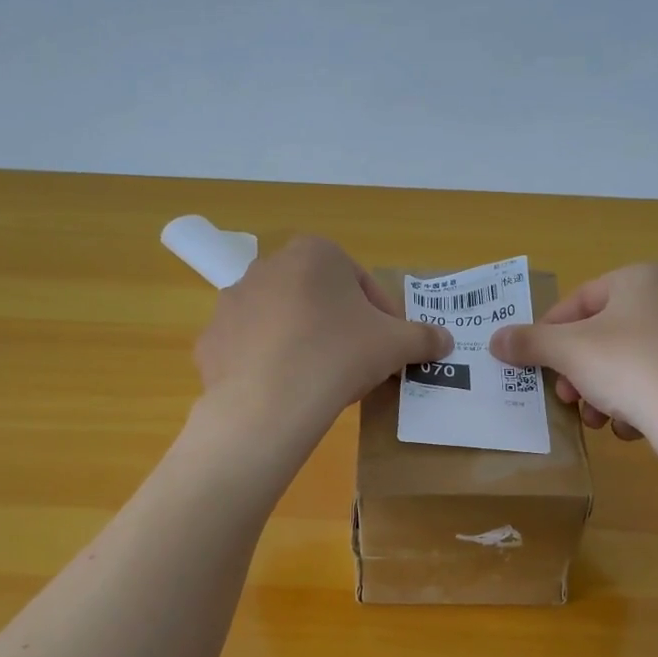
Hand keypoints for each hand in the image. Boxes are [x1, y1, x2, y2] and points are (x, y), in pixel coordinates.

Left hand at [194, 236, 452, 446]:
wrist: (270, 402)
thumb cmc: (339, 355)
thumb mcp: (396, 345)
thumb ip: (424, 337)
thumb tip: (446, 340)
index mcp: (315, 253)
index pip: (361, 282)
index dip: (382, 317)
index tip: (389, 348)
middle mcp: (268, 266)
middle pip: (318, 298)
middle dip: (339, 326)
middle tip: (357, 364)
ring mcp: (233, 302)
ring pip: (282, 322)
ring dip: (303, 343)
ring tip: (320, 381)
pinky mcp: (212, 340)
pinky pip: (250, 349)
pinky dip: (268, 365)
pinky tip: (285, 392)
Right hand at [489, 263, 657, 442]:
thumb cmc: (630, 368)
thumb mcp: (569, 352)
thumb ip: (529, 343)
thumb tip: (495, 339)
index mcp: (639, 278)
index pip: (576, 303)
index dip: (547, 336)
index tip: (534, 367)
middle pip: (598, 336)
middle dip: (575, 373)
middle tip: (566, 399)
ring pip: (621, 364)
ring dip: (599, 394)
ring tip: (597, 420)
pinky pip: (650, 384)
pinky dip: (632, 404)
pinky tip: (631, 426)